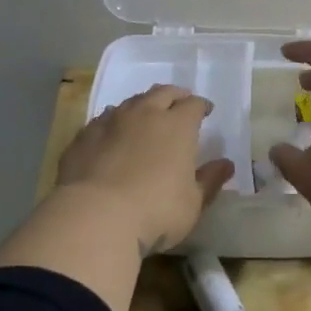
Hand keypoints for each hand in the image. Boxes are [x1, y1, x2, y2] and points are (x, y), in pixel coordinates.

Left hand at [58, 85, 233, 254]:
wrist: (95, 217)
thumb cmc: (155, 211)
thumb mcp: (193, 203)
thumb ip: (210, 180)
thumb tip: (226, 164)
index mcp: (176, 126)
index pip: (193, 105)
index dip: (201, 106)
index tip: (205, 112)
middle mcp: (144, 114)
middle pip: (162, 93)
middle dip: (174, 96)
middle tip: (179, 103)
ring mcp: (110, 122)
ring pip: (130, 102)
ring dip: (142, 106)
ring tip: (145, 116)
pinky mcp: (83, 136)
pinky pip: (103, 120)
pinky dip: (113, 122)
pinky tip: (112, 134)